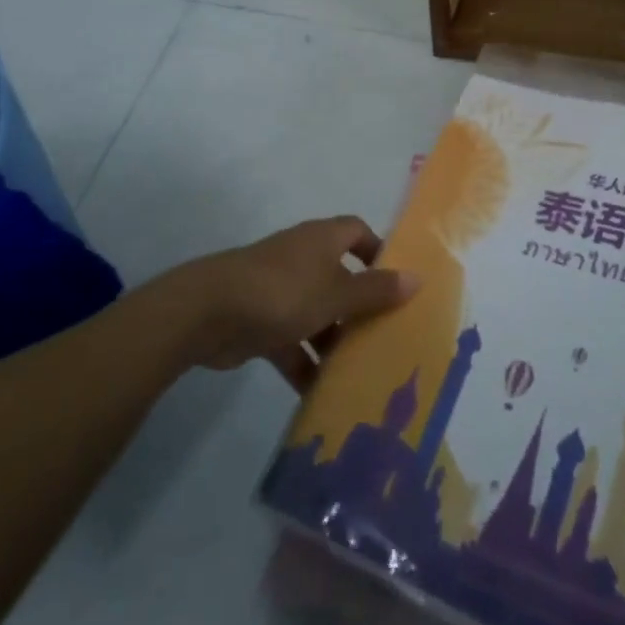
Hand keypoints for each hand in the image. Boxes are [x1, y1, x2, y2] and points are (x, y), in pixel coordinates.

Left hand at [167, 216, 419, 391]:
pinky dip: (304, 362)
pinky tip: (320, 392)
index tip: (396, 279)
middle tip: (386, 333)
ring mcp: (278, 289)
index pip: (356, 231)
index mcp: (322, 240)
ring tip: (359, 369)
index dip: (377, 250)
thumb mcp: (336, 294)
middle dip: (359, 305)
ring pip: (316, 311)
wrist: (208, 312)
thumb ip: (375, 290)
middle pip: (339, 276)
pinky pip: (291, 340)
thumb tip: (417, 278)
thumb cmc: (282, 292)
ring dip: (333, 338)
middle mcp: (302, 258)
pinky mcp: (259, 320)